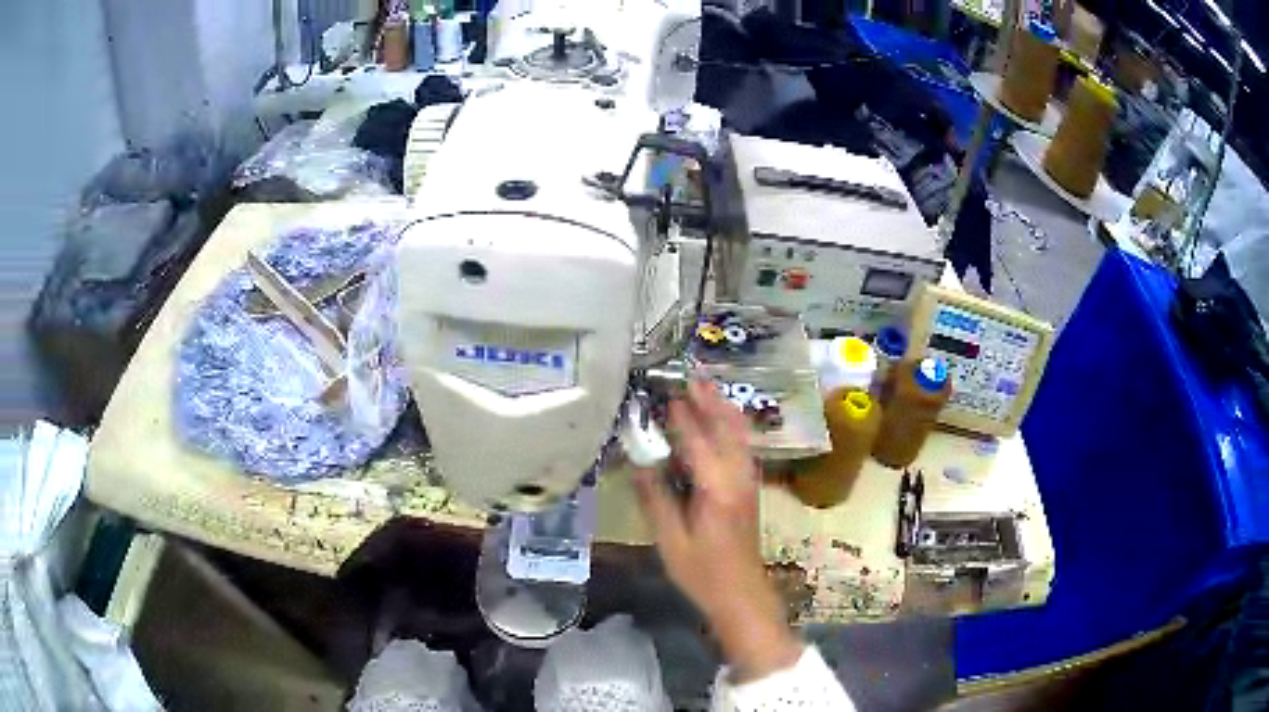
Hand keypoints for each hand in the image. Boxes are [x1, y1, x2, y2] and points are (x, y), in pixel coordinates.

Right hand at [634, 380, 802, 681]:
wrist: (742, 594)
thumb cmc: (702, 572)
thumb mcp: (670, 539)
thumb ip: (656, 497)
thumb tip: (639, 461)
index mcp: (717, 489)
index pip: (698, 441)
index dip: (682, 416)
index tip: (666, 393)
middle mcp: (738, 477)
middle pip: (727, 428)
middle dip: (710, 400)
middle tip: (690, 375)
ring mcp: (748, 482)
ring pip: (739, 435)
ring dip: (723, 408)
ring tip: (705, 387)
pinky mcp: (749, 489)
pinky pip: (742, 446)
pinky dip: (731, 426)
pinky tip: (721, 422)